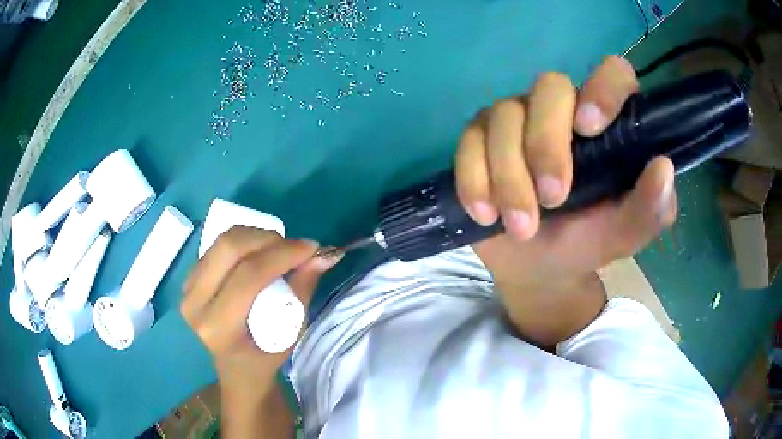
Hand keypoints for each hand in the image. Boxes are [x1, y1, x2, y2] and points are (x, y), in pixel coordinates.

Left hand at [181, 227, 338, 393]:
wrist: (236, 368)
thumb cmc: (265, 358)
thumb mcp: (291, 333)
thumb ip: (303, 290)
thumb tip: (323, 256)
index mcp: (218, 327)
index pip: (249, 276)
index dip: (282, 254)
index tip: (311, 248)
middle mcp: (195, 304)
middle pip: (229, 248)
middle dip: (268, 238)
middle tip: (293, 246)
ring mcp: (186, 289)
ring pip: (222, 242)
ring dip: (256, 236)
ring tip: (278, 248)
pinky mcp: (188, 278)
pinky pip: (216, 246)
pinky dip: (243, 241)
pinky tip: (259, 252)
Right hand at [455, 56, 676, 342]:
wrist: (539, 267)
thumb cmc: (588, 242)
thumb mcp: (626, 234)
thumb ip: (650, 208)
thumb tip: (663, 167)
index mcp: (606, 125)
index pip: (613, 75)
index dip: (603, 88)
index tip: (590, 128)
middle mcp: (562, 110)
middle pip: (548, 88)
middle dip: (546, 144)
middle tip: (552, 199)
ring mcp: (517, 119)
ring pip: (503, 115)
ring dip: (510, 176)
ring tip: (521, 227)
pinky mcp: (479, 139)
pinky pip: (468, 142)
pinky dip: (474, 179)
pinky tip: (485, 213)